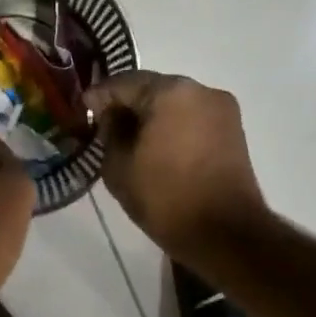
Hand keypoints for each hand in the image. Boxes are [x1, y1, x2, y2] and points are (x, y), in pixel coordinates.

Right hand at [85, 71, 269, 267]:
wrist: (225, 234)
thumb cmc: (165, 197)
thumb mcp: (118, 166)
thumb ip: (109, 131)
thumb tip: (112, 117)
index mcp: (170, 92)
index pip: (122, 83)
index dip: (98, 96)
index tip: (82, 111)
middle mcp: (200, 90)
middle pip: (151, 88)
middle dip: (126, 104)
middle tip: (103, 125)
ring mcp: (222, 109)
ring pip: (173, 102)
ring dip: (150, 115)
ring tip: (129, 139)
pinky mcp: (233, 130)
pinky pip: (191, 118)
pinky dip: (172, 126)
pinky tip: (156, 147)